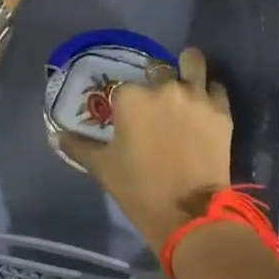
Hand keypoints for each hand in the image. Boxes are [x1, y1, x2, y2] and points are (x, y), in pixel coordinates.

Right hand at [65, 48, 231, 255]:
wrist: (189, 215)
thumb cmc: (139, 189)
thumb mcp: (103, 168)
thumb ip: (79, 147)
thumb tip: (56, 136)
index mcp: (130, 97)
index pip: (124, 86)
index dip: (126, 100)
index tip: (128, 115)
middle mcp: (163, 87)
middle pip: (158, 69)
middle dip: (156, 81)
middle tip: (157, 104)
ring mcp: (195, 96)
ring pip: (193, 62)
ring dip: (188, 68)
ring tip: (187, 79)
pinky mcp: (221, 111)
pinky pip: (217, 87)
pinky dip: (211, 92)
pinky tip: (206, 104)